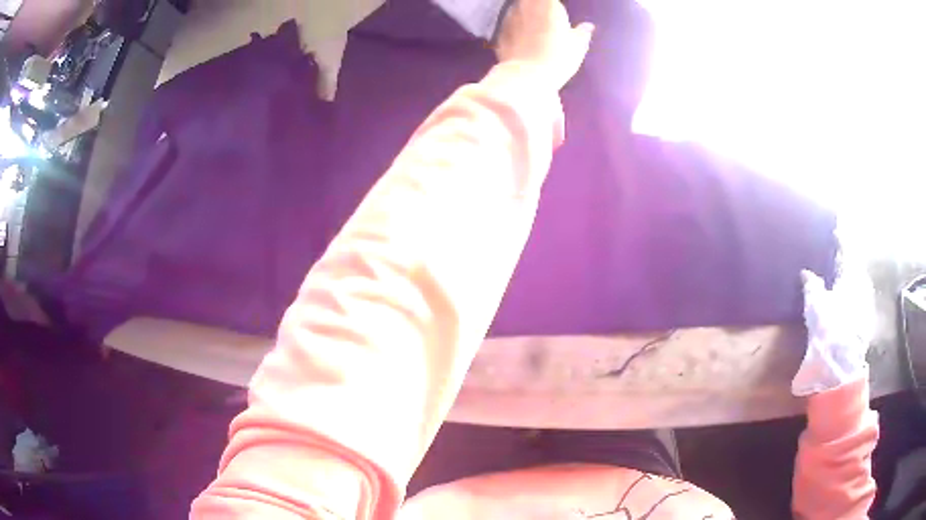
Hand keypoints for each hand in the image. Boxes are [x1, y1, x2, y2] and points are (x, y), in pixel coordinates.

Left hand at [496, 0, 593, 88]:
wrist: (526, 76)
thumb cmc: (558, 57)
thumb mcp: (578, 46)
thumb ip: (582, 32)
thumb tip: (588, 27)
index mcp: (548, 3)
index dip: (554, 6)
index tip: (559, 15)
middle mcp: (526, 5)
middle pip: (532, 1)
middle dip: (538, 7)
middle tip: (548, 20)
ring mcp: (509, 17)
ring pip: (518, 9)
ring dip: (526, 15)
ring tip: (534, 28)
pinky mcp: (499, 31)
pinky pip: (509, 24)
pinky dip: (515, 28)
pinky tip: (521, 40)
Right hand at [792, 251, 874, 395]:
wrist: (842, 369)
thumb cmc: (828, 332)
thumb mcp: (815, 306)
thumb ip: (812, 285)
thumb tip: (806, 272)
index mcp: (851, 275)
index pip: (846, 250)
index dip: (841, 239)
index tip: (836, 229)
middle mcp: (862, 285)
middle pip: (855, 266)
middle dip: (848, 260)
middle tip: (838, 255)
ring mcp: (867, 304)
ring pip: (859, 283)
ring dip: (852, 278)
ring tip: (843, 277)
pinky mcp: (867, 322)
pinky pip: (861, 299)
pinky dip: (854, 295)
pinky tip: (848, 301)